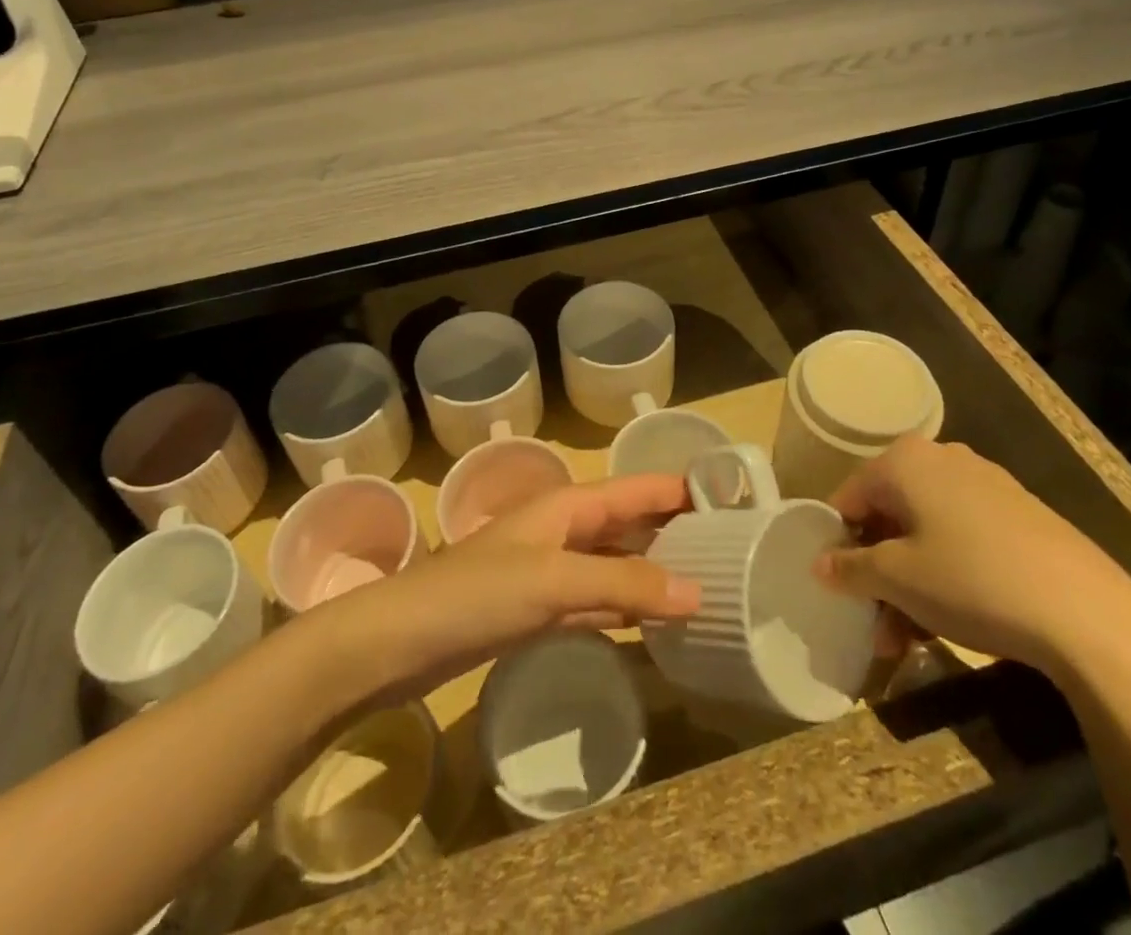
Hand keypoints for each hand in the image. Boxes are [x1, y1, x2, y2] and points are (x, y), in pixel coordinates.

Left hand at [317, 474, 702, 703]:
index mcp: (568, 506)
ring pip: (615, 564)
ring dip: (653, 572)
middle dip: (674, 532)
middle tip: (731, 550)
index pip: (636, 489)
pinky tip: (654, 623)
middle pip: (629, 524)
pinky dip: (626, 608)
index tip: (731, 498)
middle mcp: (564, 530)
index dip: (679, 489)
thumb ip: (623, 582)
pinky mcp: (539, 611)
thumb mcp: (554, 580)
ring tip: (706, 584)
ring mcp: (551, 571)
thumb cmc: (476, 593)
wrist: (400, 642)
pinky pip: (597, 601)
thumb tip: (697, 590)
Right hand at [815, 436, 1130, 676]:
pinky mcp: (1020, 513)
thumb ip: (850, 568)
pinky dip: (946, 573)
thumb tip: (820, 564)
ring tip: (910, 639)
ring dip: (910, 582)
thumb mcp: (898, 580)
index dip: (839, 544)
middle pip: (889, 515)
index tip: (843, 591)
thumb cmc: (971, 581)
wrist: (1089, 614)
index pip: (849, 498)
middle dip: (878, 572)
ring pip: (926, 531)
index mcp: (904, 460)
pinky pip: (962, 536)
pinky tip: (951, 621)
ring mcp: (985, 483)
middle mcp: (941, 458)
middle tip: (876, 624)